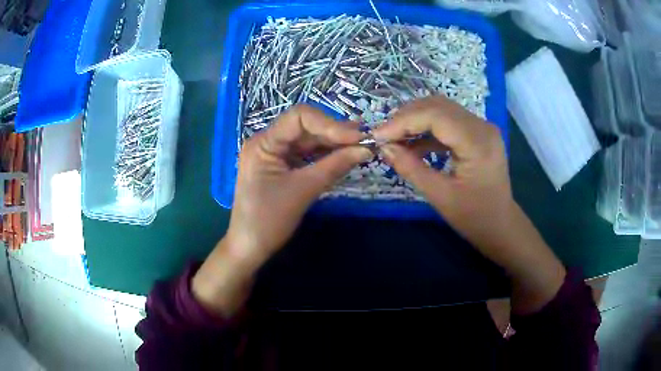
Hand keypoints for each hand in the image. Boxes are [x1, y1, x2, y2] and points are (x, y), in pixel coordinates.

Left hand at [228, 104, 371, 264]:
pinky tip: (343, 156)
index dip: (330, 123)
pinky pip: (305, 154)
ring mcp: (273, 154)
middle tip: (364, 140)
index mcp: (263, 142)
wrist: (250, 247)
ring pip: (307, 140)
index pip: (299, 117)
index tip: (356, 137)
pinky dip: (324, 155)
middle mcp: (266, 142)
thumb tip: (366, 149)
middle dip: (334, 133)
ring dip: (332, 143)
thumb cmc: (269, 220)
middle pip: (305, 127)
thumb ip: (334, 166)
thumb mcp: (303, 190)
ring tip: (359, 146)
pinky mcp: (280, 166)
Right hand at [373, 96, 565, 313]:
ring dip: (415, 120)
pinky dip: (427, 129)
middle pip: (437, 105)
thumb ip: (411, 169)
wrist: (501, 226)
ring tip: (395, 139)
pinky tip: (413, 144)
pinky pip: (448, 121)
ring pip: (441, 109)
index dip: (403, 121)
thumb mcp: (440, 197)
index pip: (435, 115)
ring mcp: (481, 127)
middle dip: (406, 117)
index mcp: (477, 142)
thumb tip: (384, 148)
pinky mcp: (477, 133)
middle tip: (384, 136)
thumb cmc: (475, 218)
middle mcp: (482, 126)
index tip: (378, 135)